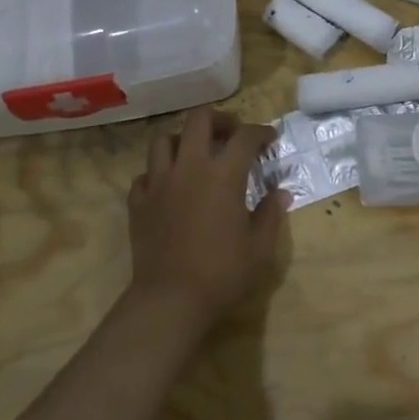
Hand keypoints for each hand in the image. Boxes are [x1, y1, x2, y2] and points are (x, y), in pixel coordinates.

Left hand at [125, 108, 288, 325]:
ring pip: (163, 140)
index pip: (245, 137)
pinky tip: (168, 186)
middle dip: (218, 120)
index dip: (260, 132)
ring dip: (182, 140)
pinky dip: (158, 173)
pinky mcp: (138, 202)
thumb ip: (270, 214)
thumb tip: (280, 193)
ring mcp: (159, 182)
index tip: (269, 139)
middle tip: (230, 134)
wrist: (170, 300)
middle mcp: (189, 167)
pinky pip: (145, 174)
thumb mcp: (259, 248)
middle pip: (199, 120)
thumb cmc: (222, 273)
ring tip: (194, 154)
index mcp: (223, 174)